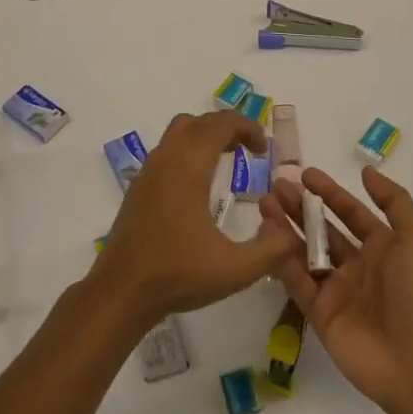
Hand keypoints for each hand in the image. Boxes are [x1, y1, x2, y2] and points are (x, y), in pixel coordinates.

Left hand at [90, 110, 298, 327]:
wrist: (120, 292)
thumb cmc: (177, 276)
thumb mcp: (235, 269)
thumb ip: (271, 250)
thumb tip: (292, 233)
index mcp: (189, 167)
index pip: (220, 123)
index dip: (247, 127)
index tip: (263, 149)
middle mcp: (166, 159)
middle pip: (199, 121)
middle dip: (228, 128)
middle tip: (249, 151)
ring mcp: (148, 171)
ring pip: (178, 131)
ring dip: (205, 135)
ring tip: (226, 159)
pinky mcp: (138, 186)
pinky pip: (166, 150)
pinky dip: (187, 150)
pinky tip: (198, 184)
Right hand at [261, 166, 412, 413]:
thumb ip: (393, 200)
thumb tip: (366, 171)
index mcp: (383, 247)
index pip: (350, 213)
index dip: (329, 192)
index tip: (304, 174)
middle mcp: (357, 266)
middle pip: (322, 229)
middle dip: (300, 207)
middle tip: (276, 186)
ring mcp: (336, 291)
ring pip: (304, 252)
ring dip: (285, 228)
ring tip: (265, 204)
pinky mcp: (319, 314)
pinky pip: (297, 281)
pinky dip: (281, 259)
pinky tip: (266, 236)